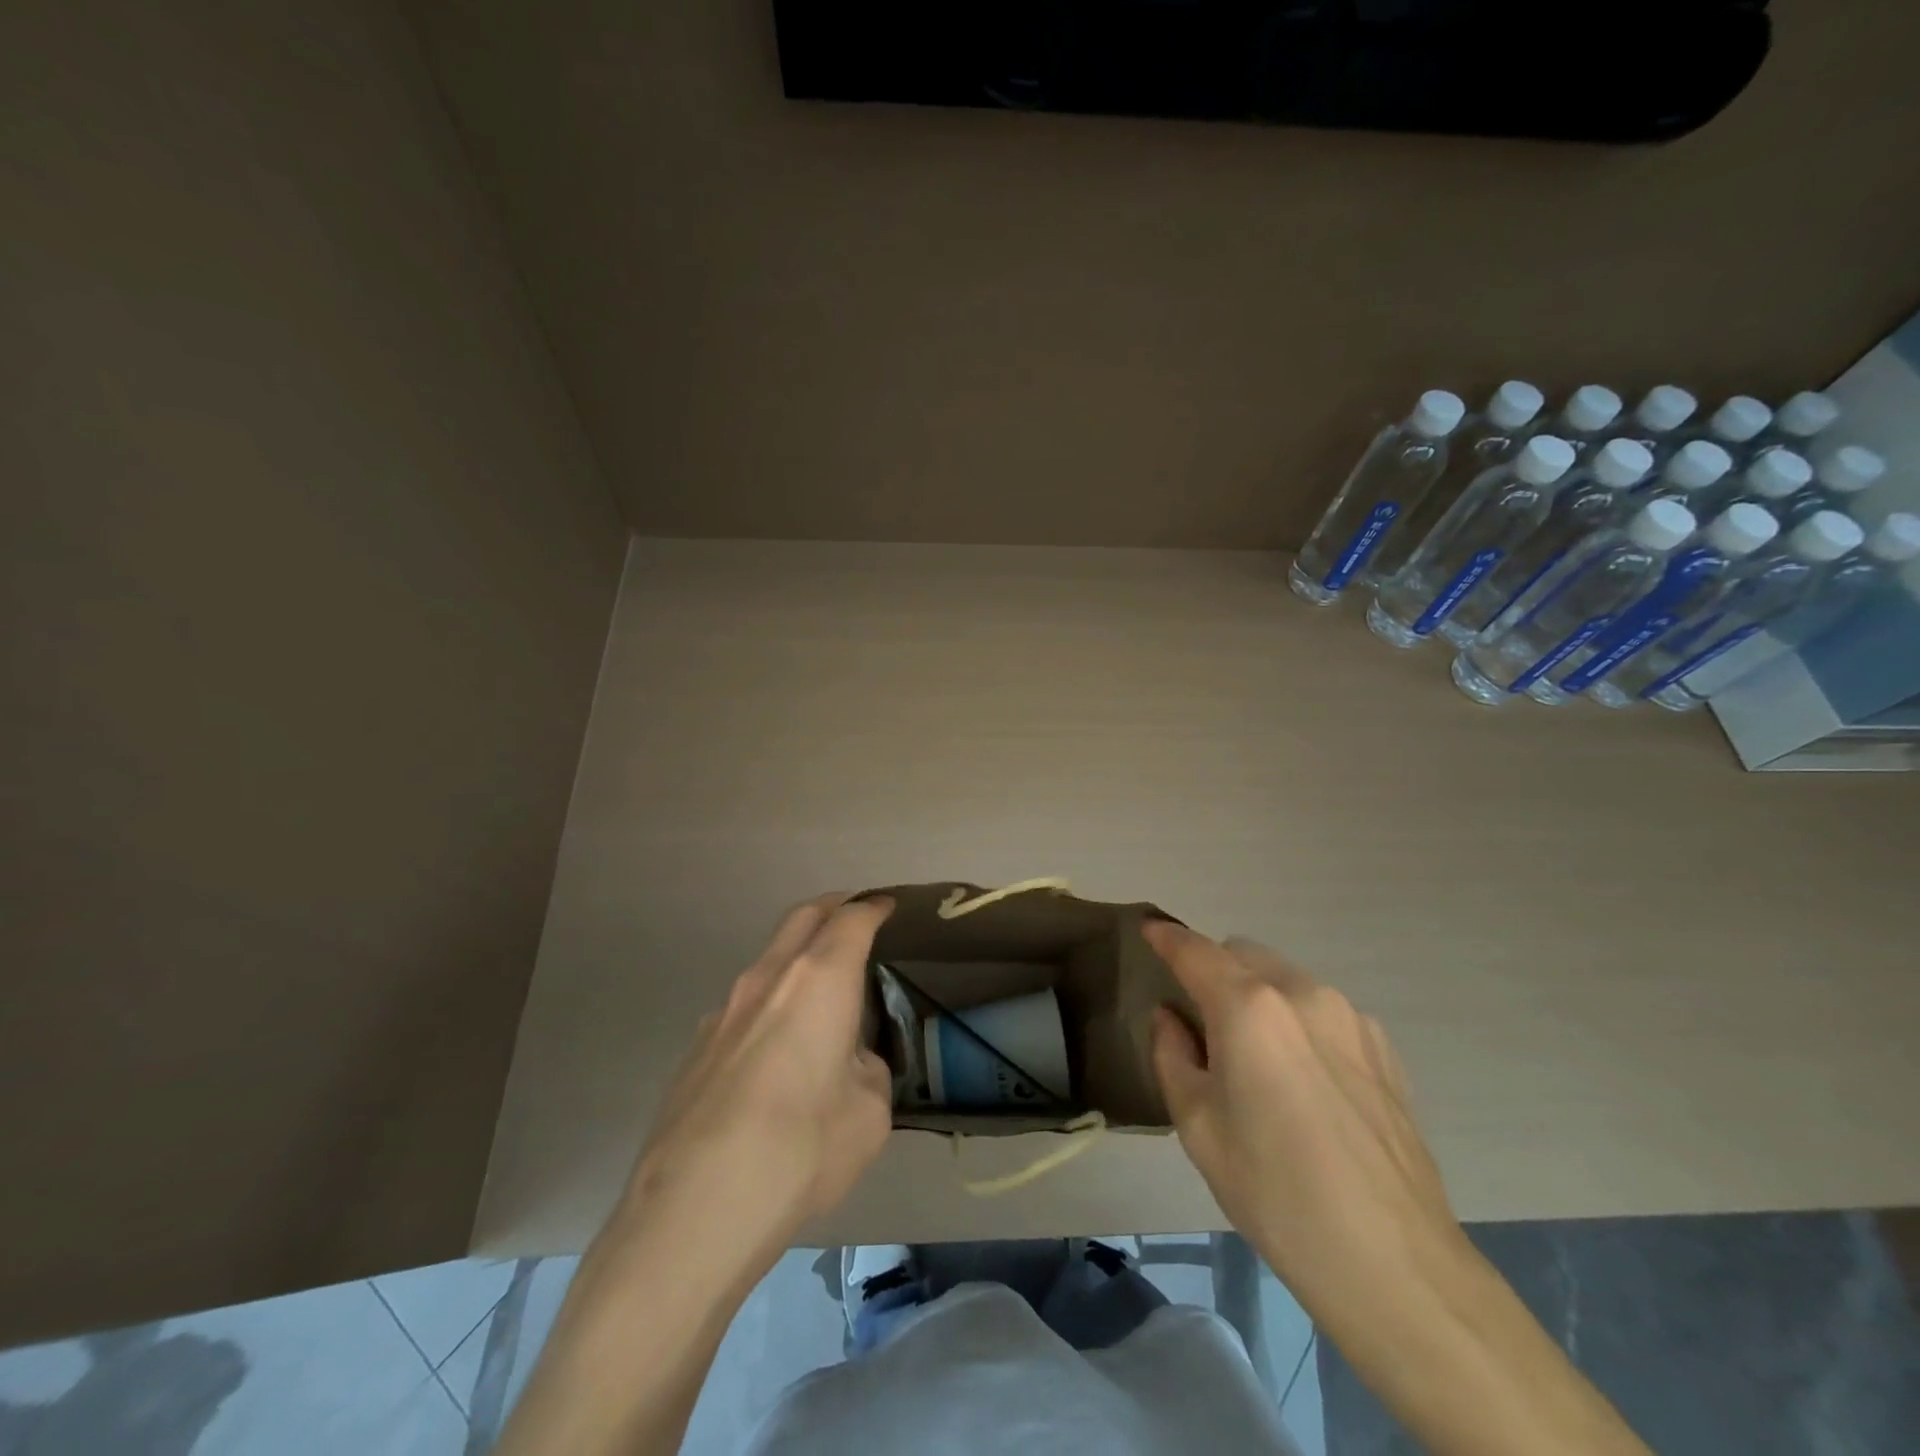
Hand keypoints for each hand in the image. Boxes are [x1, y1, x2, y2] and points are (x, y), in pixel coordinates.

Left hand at [621, 894, 894, 1260]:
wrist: (694, 1209)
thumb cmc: (802, 1148)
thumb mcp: (869, 1112)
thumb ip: (866, 1071)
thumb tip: (848, 1065)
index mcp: (819, 980)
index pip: (851, 920)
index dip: (873, 908)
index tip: (886, 905)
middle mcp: (768, 979)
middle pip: (802, 918)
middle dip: (831, 907)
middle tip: (853, 913)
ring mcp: (724, 1011)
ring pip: (768, 960)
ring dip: (796, 957)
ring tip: (818, 990)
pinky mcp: (695, 1048)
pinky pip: (743, 1007)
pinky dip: (769, 1004)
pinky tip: (774, 1051)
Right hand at [1145, 922, 1461, 1324]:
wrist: (1393, 1263)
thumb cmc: (1274, 1192)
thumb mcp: (1197, 1126)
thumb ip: (1172, 1055)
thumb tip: (1171, 1018)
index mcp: (1249, 1007)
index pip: (1195, 951)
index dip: (1166, 937)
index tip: (1148, 931)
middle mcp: (1301, 993)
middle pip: (1242, 954)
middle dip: (1213, 970)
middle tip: (1200, 1021)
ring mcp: (1350, 1017)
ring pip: (1285, 979)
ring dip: (1257, 996)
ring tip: (1256, 1059)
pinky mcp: (1383, 1048)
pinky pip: (1322, 1011)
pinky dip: (1297, 1021)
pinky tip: (1304, 1081)